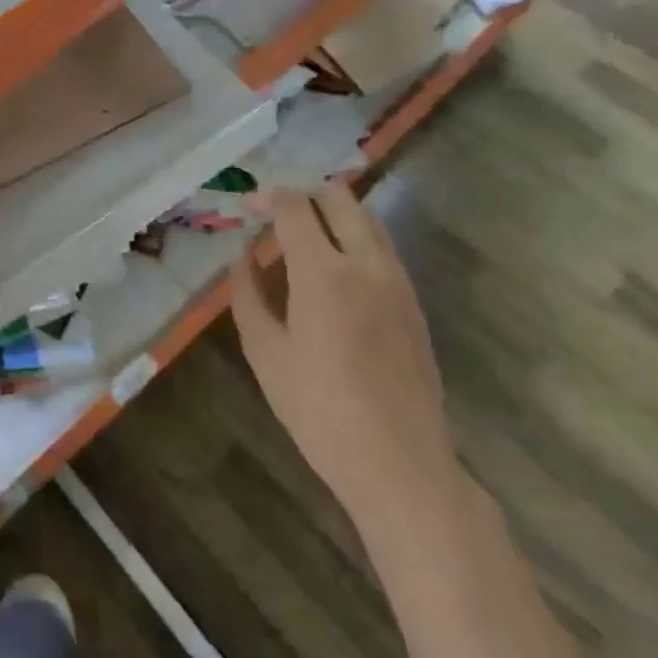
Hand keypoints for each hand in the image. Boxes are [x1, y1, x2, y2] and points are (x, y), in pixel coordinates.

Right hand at [231, 183, 458, 521]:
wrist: (400, 463)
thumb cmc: (319, 410)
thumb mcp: (265, 352)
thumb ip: (248, 294)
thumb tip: (243, 258)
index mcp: (323, 273)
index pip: (294, 206)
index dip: (265, 197)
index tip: (245, 207)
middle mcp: (366, 263)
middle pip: (338, 197)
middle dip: (303, 193)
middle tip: (275, 214)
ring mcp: (398, 282)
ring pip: (367, 219)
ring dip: (332, 214)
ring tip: (303, 239)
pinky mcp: (413, 304)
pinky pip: (383, 249)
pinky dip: (354, 240)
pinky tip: (334, 274)